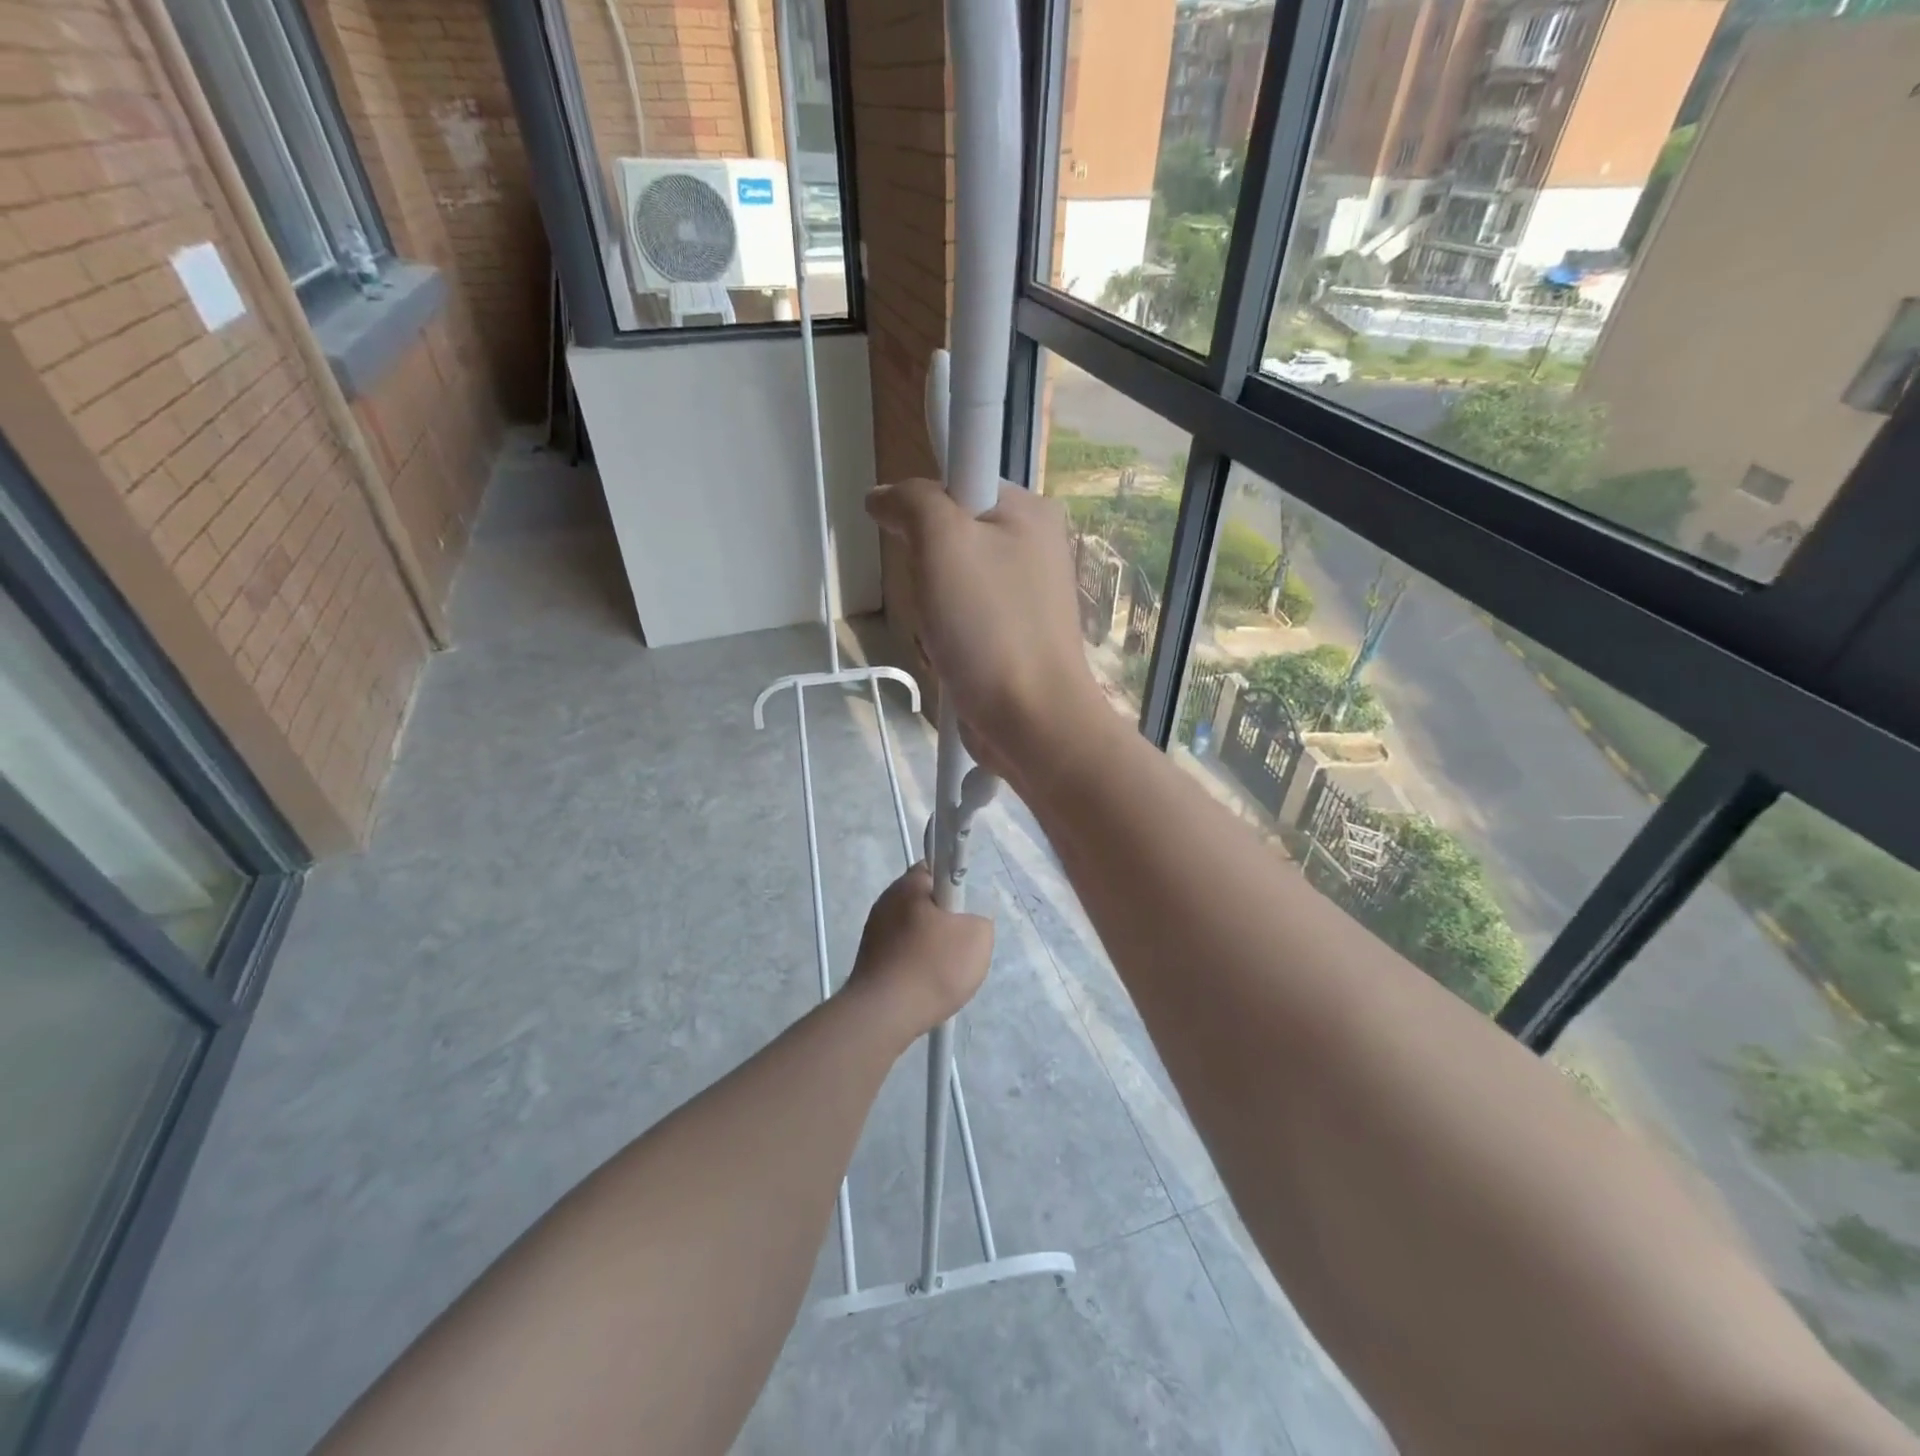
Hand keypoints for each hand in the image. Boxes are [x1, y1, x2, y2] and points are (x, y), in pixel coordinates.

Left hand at [845, 864, 992, 1039]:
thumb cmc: (932, 966)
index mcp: (908, 885)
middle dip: (945, 920)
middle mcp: (886, 901)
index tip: (964, 910)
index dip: (955, 885)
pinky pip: (902, 953)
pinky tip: (925, 986)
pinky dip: (915, 965)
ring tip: (944, 972)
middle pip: (925, 902)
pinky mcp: (869, 959)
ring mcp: (873, 931)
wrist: (885, 1014)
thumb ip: (979, 919)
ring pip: (914, 930)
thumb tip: (967, 923)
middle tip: (961, 943)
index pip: (936, 868)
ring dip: (930, 946)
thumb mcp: (978, 937)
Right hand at [866, 480, 1107, 783]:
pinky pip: (962, 623)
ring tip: (945, 638)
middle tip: (934, 598)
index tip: (914, 543)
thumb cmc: (989, 626)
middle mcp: (1034, 547)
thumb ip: (912, 502)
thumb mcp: (942, 541)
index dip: (925, 507)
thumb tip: (883, 498)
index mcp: (1029, 511)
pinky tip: (953, 660)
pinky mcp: (1014, 638)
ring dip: (932, 613)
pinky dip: (947, 639)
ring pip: (949, 586)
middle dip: (926, 571)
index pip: (959, 479)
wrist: (1030, 721)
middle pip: (950, 537)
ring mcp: (1026, 598)